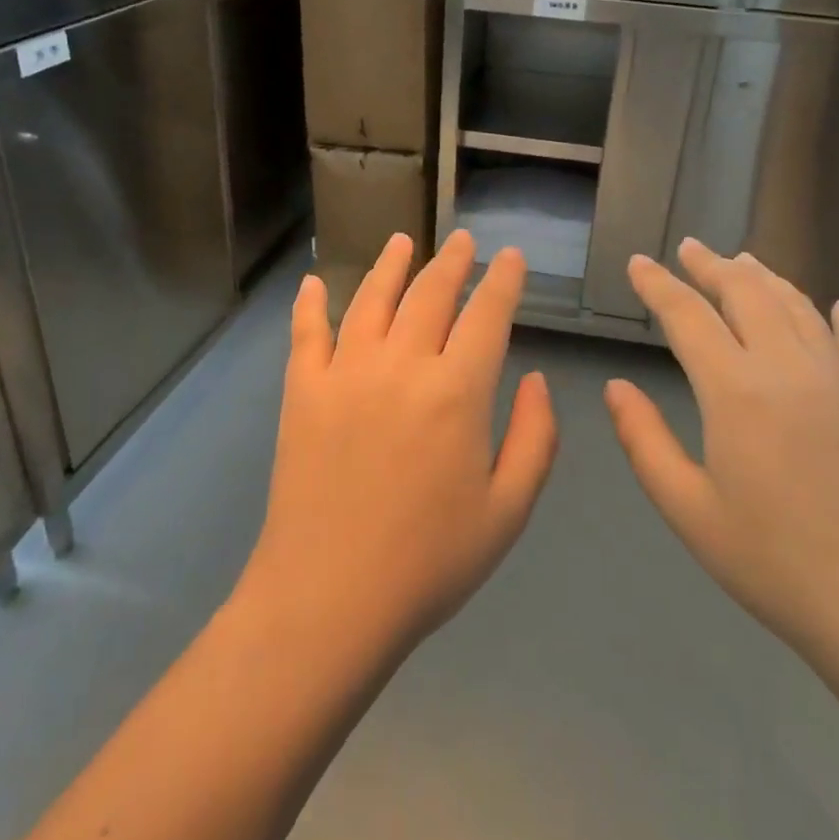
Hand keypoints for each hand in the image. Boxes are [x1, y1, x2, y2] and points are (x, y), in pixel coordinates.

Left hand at [240, 230, 558, 661]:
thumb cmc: (430, 562)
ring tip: (402, 240)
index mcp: (457, 391)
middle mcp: (401, 365)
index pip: (487, 315)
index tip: (511, 258)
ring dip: (391, 265)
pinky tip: (314, 283)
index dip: (503, 281)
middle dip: (453, 262)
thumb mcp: (509, 509)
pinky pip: (307, 333)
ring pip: (371, 299)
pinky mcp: (302, 392)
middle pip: (431, 294)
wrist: (329, 599)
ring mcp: (345, 373)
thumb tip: (536, 378)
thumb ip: (536, 437)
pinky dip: (310, 304)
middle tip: (464, 240)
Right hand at [604, 240, 838, 668]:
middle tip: (688, 248)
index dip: (658, 285)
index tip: (638, 262)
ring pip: (798, 306)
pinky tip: (837, 305)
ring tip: (742, 261)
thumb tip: (615, 386)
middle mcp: (788, 367)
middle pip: (746, 294)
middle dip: (711, 266)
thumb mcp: (688, 509)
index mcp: (735, 390)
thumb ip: (644, 440)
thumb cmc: (775, 563)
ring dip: (765, 278)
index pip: (688, 317)